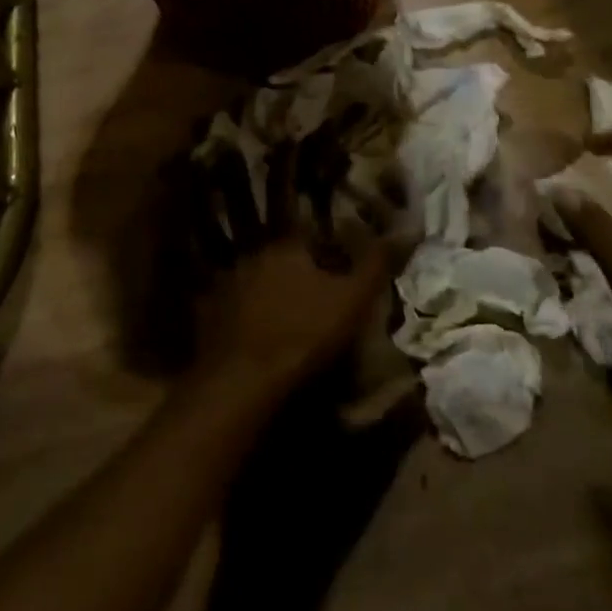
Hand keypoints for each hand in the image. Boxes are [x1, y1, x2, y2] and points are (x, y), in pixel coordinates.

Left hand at [188, 130, 408, 393]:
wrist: (248, 379)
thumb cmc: (304, 335)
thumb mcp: (353, 300)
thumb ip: (378, 263)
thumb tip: (410, 226)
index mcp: (285, 244)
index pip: (287, 193)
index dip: (287, 165)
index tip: (284, 137)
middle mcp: (248, 247)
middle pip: (239, 202)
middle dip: (232, 172)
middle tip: (217, 143)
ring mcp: (221, 272)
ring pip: (207, 225)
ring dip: (196, 198)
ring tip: (182, 172)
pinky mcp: (201, 298)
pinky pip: (186, 265)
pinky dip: (176, 245)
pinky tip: (168, 232)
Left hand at [197, 233, 399, 392]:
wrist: (243, 382)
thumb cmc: (304, 335)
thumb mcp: (353, 301)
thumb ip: (376, 264)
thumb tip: (405, 228)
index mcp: (285, 248)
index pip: (310, 239)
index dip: (327, 257)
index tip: (338, 278)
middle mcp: (251, 258)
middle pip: (280, 261)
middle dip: (296, 276)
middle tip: (312, 304)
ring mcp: (224, 286)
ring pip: (254, 285)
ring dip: (267, 297)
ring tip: (283, 324)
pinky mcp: (206, 317)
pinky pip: (230, 311)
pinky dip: (243, 320)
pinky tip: (255, 341)